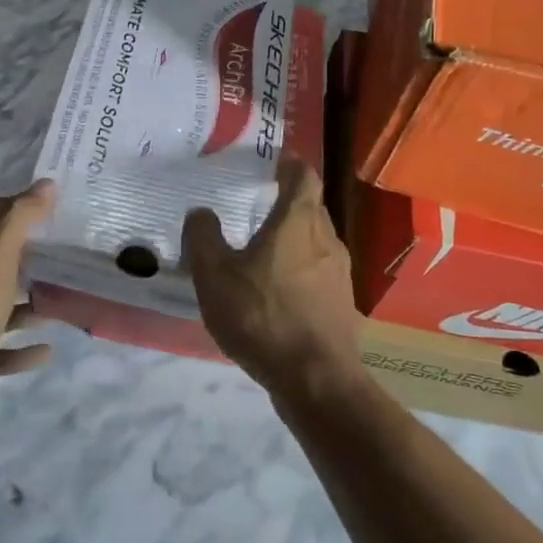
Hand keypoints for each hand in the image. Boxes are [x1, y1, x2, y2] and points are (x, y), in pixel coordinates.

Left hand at [0, 181, 56, 440]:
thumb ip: (19, 220)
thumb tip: (46, 184)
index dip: (20, 204)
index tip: (55, 204)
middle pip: (0, 260)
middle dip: (33, 255)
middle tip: (71, 253)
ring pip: (3, 304)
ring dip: (31, 303)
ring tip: (66, 302)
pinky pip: (2, 348)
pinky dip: (23, 348)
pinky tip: (48, 351)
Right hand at [183, 156, 360, 397]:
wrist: (316, 380)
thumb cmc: (263, 316)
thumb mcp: (215, 276)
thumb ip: (203, 238)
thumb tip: (201, 213)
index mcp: (298, 221)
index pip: (303, 176)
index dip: (289, 164)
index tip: (272, 161)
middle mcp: (326, 239)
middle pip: (311, 207)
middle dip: (287, 202)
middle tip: (256, 204)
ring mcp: (339, 274)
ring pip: (316, 242)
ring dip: (293, 239)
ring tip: (262, 249)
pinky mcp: (342, 304)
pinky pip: (319, 273)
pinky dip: (300, 270)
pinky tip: (276, 291)